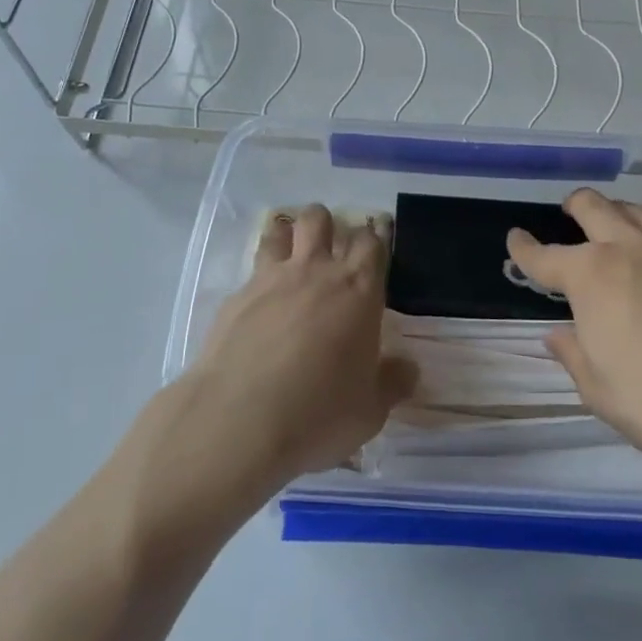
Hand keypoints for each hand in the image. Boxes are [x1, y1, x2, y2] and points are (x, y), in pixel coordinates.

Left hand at [181, 205, 415, 495]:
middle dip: (326, 225)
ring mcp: (270, 280)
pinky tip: (257, 310)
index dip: (374, 239)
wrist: (239, 421)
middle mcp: (315, 272)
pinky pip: (250, 274)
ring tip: (290, 259)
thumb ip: (390, 383)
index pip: (371, 242)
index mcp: (357, 290)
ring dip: (287, 237)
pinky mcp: (234, 298)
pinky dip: (258, 281)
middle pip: (319, 219)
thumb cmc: (319, 413)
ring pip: (279, 232)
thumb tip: (407, 370)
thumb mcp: (370, 410)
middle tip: (330, 250)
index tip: (375, 248)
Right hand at [505, 189, 641, 499]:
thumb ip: (574, 353)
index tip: (515, 240)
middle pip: (595, 207)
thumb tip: (559, 334)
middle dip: (574, 206)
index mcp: (592, 276)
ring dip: (619, 213)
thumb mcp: (599, 390)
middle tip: (568, 213)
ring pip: (640, 212)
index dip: (524, 248)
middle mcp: (632, 249)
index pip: (545, 256)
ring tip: (615, 224)